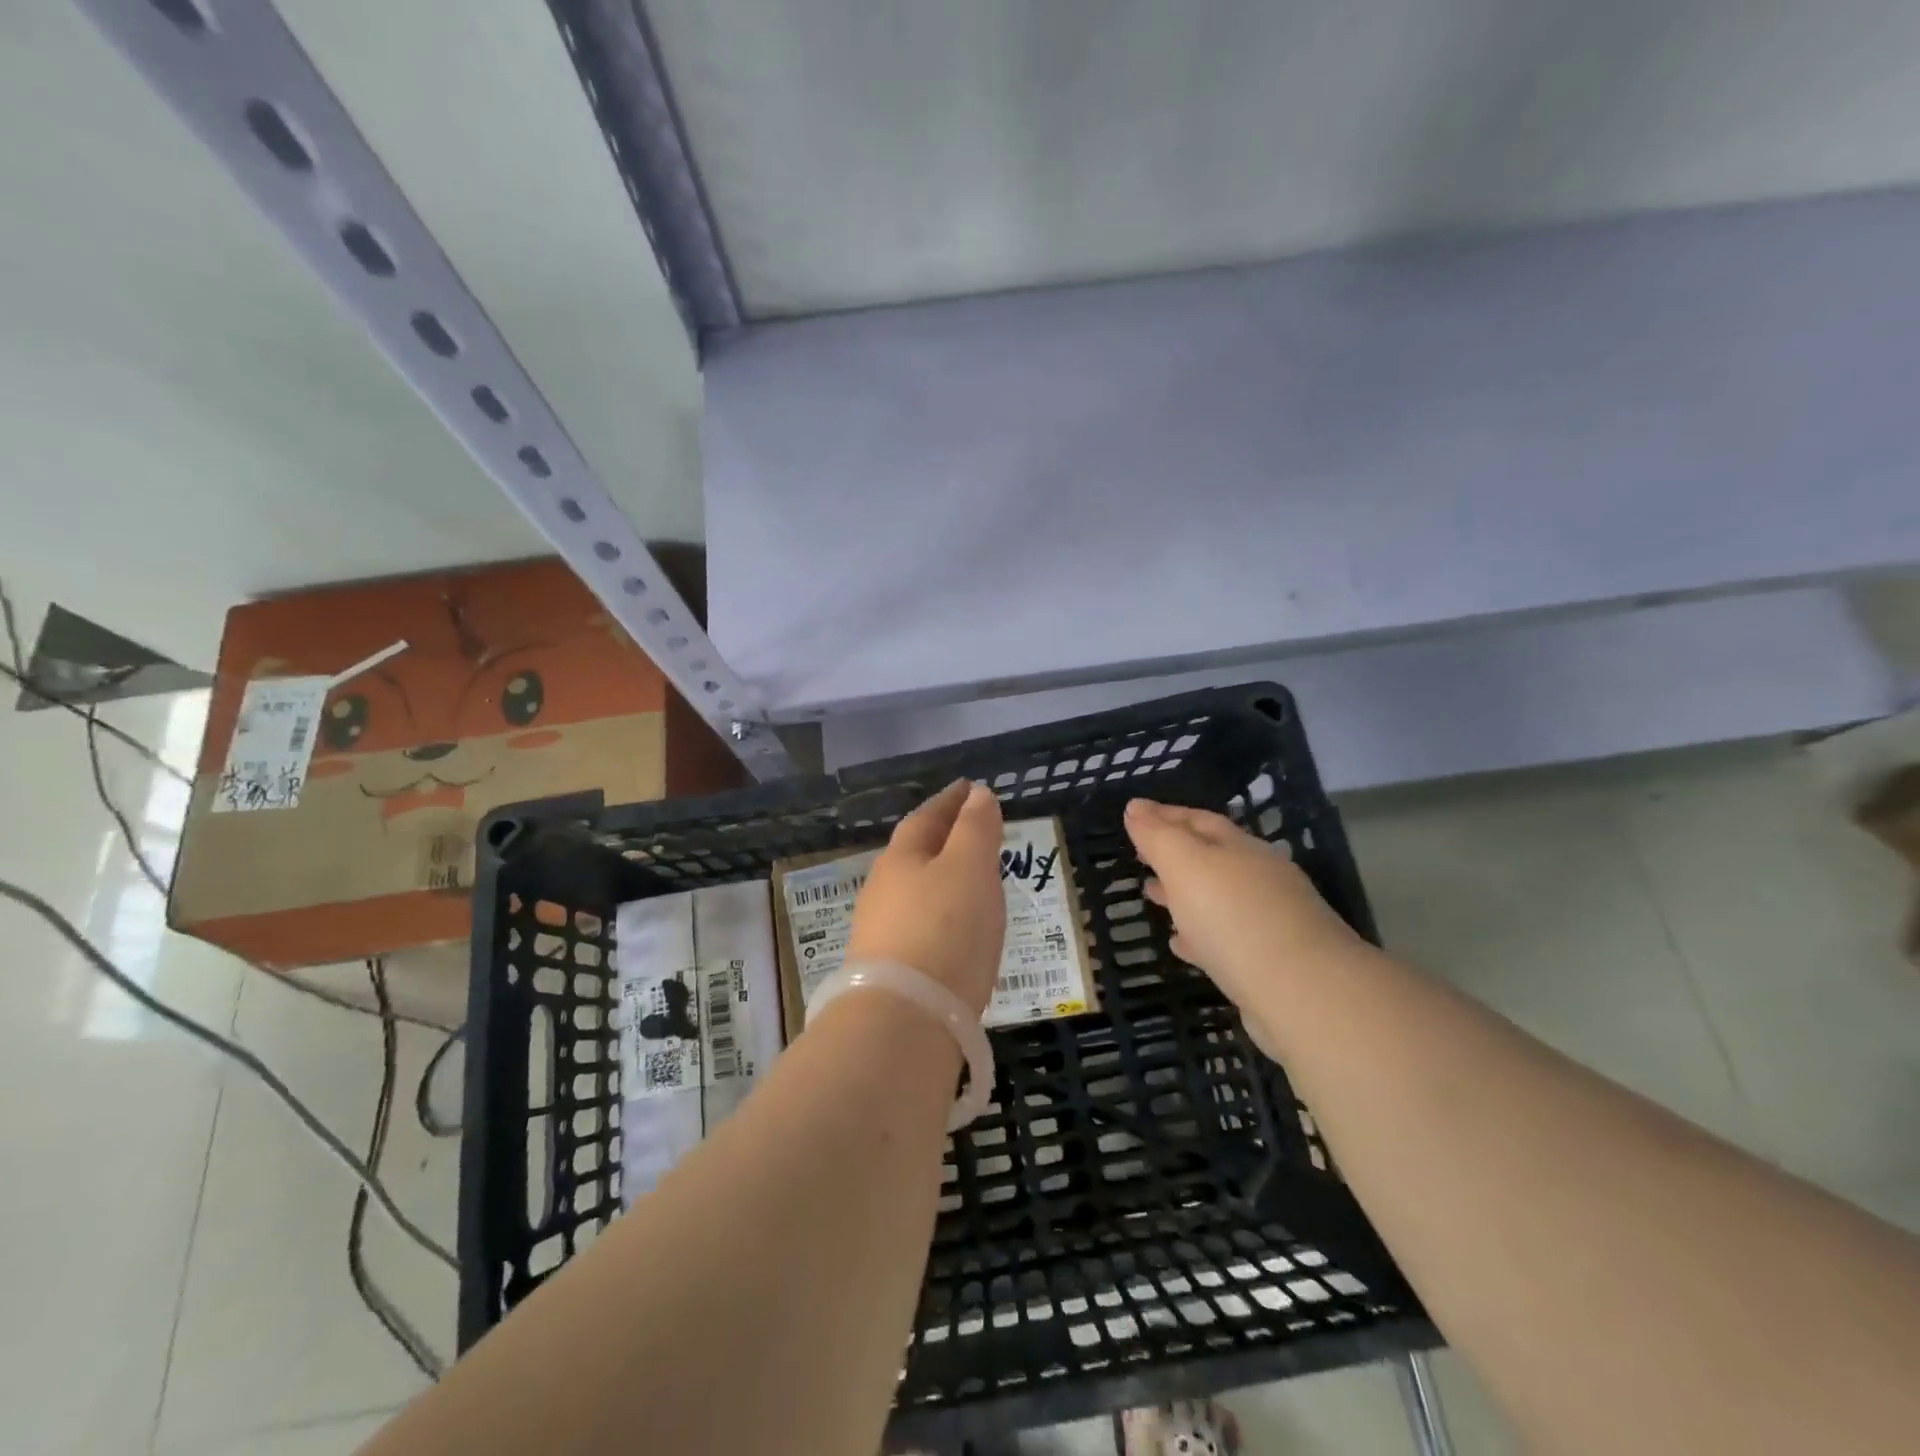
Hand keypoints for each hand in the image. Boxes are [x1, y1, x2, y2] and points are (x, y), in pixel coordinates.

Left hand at [846, 780, 1006, 1016]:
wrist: (904, 1020)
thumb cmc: (944, 931)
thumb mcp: (969, 869)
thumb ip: (976, 829)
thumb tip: (978, 794)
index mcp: (901, 858)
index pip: (927, 817)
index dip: (951, 801)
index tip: (970, 788)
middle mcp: (883, 890)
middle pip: (914, 853)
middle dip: (943, 838)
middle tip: (973, 831)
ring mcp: (881, 932)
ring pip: (914, 891)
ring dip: (941, 878)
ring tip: (970, 880)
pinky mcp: (888, 969)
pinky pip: (919, 925)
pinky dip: (940, 914)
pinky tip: (954, 930)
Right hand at [1124, 799, 1367, 1054]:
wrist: (1302, 994)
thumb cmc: (1234, 917)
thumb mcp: (1185, 865)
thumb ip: (1158, 836)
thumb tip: (1136, 806)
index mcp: (1240, 848)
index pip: (1199, 820)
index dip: (1165, 815)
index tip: (1133, 815)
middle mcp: (1258, 877)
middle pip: (1211, 857)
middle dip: (1174, 854)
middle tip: (1139, 857)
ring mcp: (1268, 920)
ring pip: (1216, 898)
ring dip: (1183, 894)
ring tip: (1151, 896)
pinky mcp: (1269, 962)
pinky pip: (1224, 938)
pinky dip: (1198, 935)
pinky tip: (1181, 945)